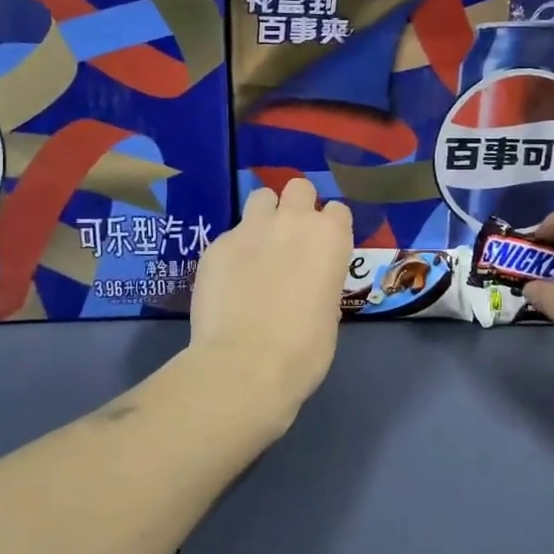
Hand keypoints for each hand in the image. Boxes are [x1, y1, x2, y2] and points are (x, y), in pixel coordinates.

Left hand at [187, 178, 352, 420]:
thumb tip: (308, 282)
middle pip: (299, 188)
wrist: (244, 365)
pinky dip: (234, 251)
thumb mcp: (329, 312)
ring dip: (264, 216)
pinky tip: (230, 280)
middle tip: (291, 239)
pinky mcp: (215, 245)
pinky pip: (230, 235)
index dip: (331, 228)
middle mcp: (292, 222)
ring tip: (259, 247)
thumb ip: (322, 281)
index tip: (324, 250)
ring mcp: (250, 229)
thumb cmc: (303, 349)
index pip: (338, 210)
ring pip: (261, 198)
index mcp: (330, 237)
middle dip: (297, 206)